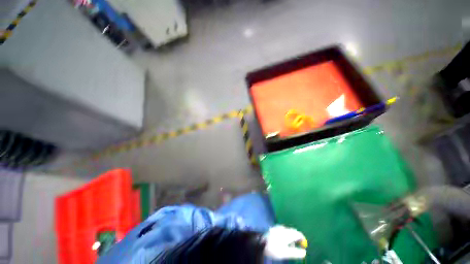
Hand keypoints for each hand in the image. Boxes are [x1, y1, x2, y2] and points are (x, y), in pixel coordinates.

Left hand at [263, 225, 306, 259]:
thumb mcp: (286, 253)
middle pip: (292, 232)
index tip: (304, 245)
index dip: (302, 239)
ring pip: (287, 231)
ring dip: (290, 237)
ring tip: (288, 246)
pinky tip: (281, 241)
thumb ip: (296, 253)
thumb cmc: (274, 248)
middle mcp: (283, 228)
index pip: (298, 234)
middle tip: (296, 246)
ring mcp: (278, 227)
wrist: (259, 241)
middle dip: (296, 238)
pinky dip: (284, 235)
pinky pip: (282, 231)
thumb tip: (304, 252)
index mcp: (288, 233)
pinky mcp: (273, 228)